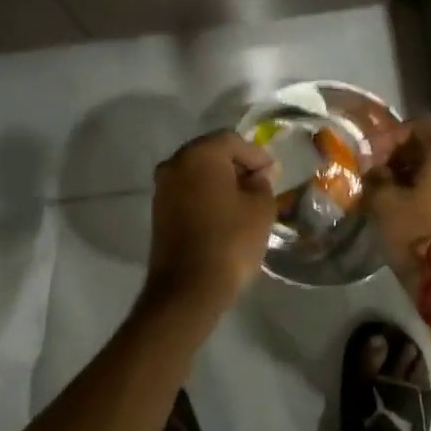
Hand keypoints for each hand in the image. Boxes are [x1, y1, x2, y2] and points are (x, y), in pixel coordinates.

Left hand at [142, 131, 276, 312]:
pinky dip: (205, 195)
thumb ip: (262, 183)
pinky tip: (223, 213)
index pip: (233, 141)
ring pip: (197, 172)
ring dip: (220, 181)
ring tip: (244, 201)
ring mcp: (162, 187)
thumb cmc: (230, 241)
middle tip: (260, 183)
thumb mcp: (260, 209)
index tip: (273, 173)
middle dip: (237, 165)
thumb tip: (255, 176)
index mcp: (200, 154)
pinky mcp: (158, 210)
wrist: (188, 289)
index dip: (256, 155)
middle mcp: (175, 163)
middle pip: (211, 152)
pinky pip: (187, 191)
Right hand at [363, 118, 430, 282]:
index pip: (418, 126)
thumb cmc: (417, 232)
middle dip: (400, 155)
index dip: (390, 136)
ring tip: (387, 190)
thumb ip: (375, 176)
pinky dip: (427, 189)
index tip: (370, 155)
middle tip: (375, 172)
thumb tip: (374, 169)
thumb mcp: (384, 202)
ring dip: (413, 173)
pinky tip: (405, 205)